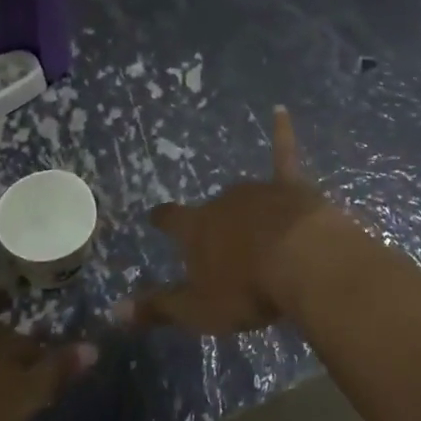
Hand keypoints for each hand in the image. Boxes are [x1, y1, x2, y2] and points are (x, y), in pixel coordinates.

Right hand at [120, 106, 353, 333]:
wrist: (305, 261)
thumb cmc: (248, 288)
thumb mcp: (198, 310)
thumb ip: (159, 308)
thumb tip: (115, 311)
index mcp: (197, 228)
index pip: (171, 219)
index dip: (163, 219)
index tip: (155, 216)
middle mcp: (223, 202)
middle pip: (213, 210)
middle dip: (215, 224)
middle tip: (222, 246)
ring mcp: (258, 191)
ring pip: (246, 196)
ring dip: (247, 210)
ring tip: (252, 229)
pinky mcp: (292, 188)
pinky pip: (284, 156)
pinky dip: (282, 133)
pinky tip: (281, 110)